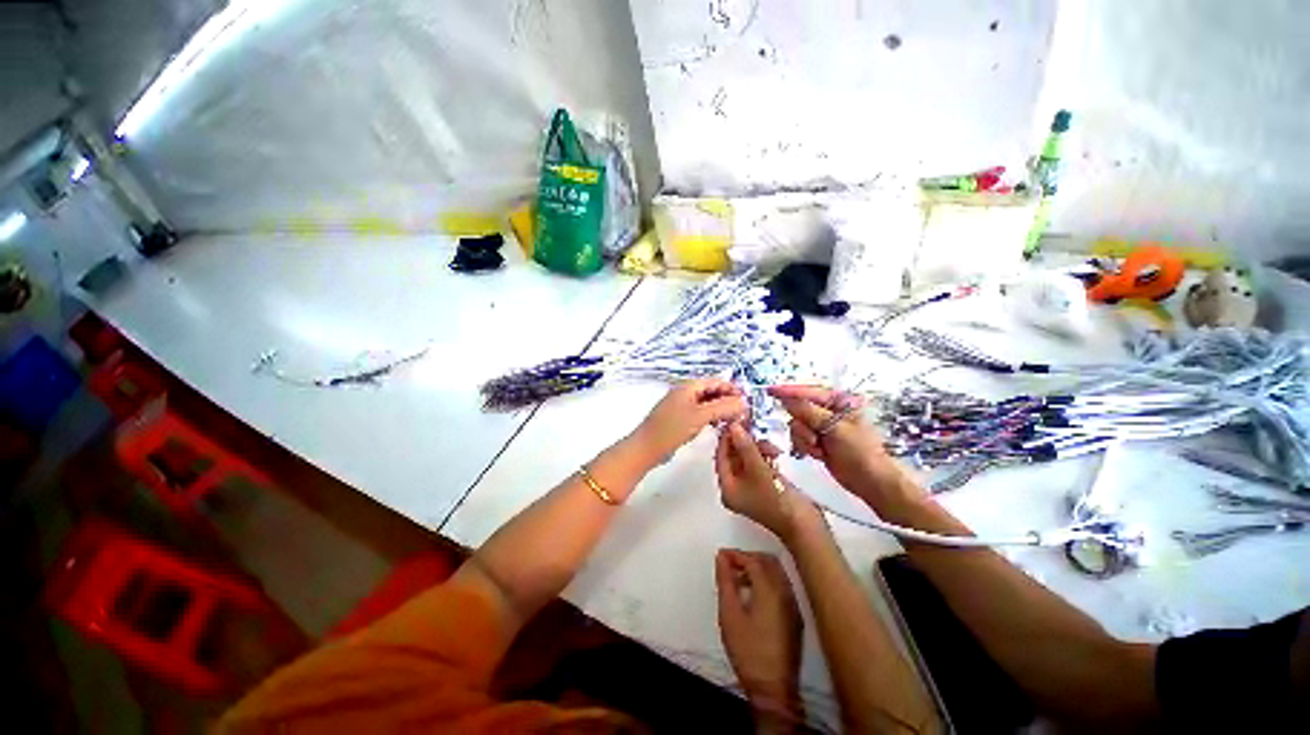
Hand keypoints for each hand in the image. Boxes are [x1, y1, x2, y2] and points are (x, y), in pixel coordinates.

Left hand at [634, 379, 747, 462]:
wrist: (647, 448)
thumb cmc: (672, 428)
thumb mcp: (700, 416)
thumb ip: (723, 407)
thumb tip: (743, 401)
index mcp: (688, 386)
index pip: (715, 381)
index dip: (731, 388)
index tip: (747, 399)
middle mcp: (685, 393)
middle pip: (711, 391)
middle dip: (727, 399)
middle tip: (743, 411)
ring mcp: (681, 406)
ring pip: (706, 403)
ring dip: (720, 409)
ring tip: (735, 419)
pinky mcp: (679, 419)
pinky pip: (700, 413)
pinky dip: (711, 417)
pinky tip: (718, 425)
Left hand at [715, 422, 820, 541]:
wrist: (805, 525)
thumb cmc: (777, 499)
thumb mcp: (758, 469)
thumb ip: (745, 446)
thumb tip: (733, 426)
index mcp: (727, 487)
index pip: (721, 456)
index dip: (727, 437)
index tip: (736, 420)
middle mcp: (734, 487)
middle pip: (733, 456)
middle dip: (743, 441)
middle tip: (754, 425)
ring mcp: (749, 486)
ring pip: (747, 458)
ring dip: (757, 447)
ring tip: (771, 446)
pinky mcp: (763, 485)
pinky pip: (757, 463)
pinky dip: (764, 455)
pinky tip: (774, 452)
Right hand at [716, 549, 804, 717]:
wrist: (774, 690)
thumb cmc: (748, 651)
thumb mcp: (729, 614)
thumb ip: (725, 582)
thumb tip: (721, 558)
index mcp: (770, 590)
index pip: (753, 560)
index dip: (736, 555)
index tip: (721, 556)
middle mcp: (786, 592)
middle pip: (768, 561)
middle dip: (748, 558)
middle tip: (730, 564)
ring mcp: (793, 605)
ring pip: (777, 572)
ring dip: (758, 568)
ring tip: (739, 578)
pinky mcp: (796, 617)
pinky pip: (782, 586)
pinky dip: (767, 580)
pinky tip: (753, 594)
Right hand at [770, 385, 925, 513]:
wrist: (871, 481)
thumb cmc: (860, 451)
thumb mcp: (835, 428)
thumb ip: (808, 412)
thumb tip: (786, 399)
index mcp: (839, 401)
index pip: (808, 392)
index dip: (789, 392)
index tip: (770, 391)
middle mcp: (829, 411)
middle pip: (799, 409)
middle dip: (802, 425)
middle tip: (813, 438)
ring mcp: (822, 427)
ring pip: (797, 425)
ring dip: (804, 438)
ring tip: (819, 449)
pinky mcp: (818, 441)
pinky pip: (799, 438)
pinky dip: (806, 446)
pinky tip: (819, 454)